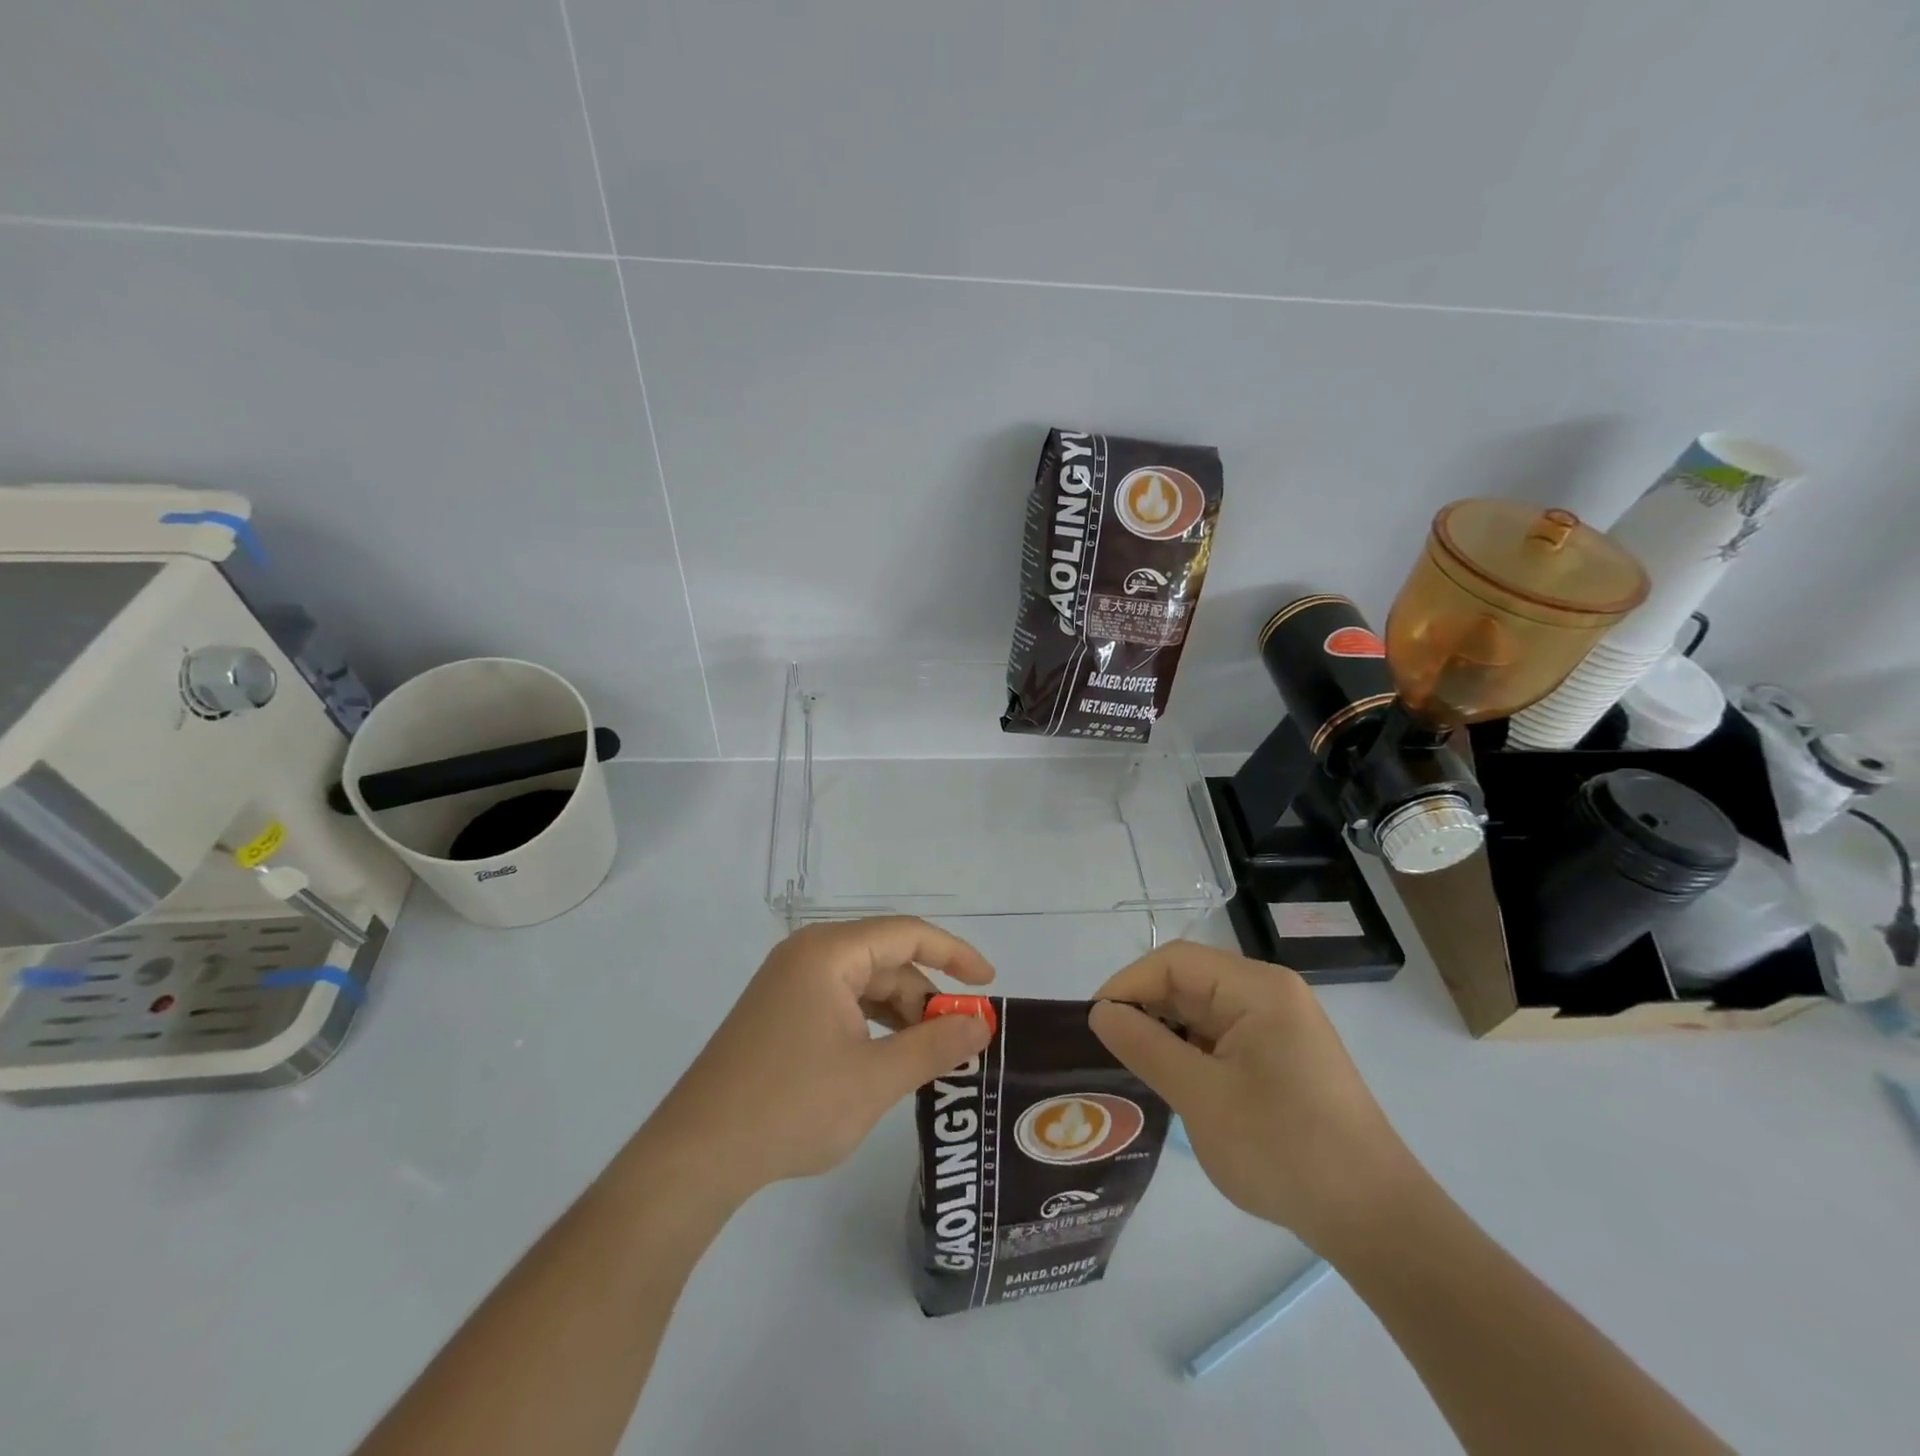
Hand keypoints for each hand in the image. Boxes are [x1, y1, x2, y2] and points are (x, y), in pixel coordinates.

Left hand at [647, 918, 995, 1201]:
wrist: (696, 1155)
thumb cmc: (791, 1106)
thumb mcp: (875, 1078)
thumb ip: (935, 1045)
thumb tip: (982, 1023)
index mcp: (828, 953)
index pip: (907, 934)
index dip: (954, 954)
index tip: (989, 983)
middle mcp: (807, 956)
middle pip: (886, 961)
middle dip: (926, 998)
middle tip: (958, 1041)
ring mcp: (788, 985)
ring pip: (864, 985)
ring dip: (900, 1015)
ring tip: (927, 1058)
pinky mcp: (779, 1014)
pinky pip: (840, 1005)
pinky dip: (871, 1026)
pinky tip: (885, 1061)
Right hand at [1088, 941, 1420, 1250]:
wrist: (1375, 1221)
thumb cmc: (1285, 1149)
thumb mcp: (1202, 1097)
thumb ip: (1146, 1046)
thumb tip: (1099, 1012)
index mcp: (1258, 988)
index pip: (1175, 962)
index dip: (1128, 984)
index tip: (1093, 1023)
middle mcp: (1270, 995)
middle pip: (1189, 982)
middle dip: (1145, 1009)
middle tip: (1104, 1049)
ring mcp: (1279, 1026)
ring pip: (1202, 1011)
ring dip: (1165, 1033)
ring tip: (1130, 1066)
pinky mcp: (1281, 1057)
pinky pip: (1221, 1037)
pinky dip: (1190, 1052)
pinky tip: (1170, 1081)